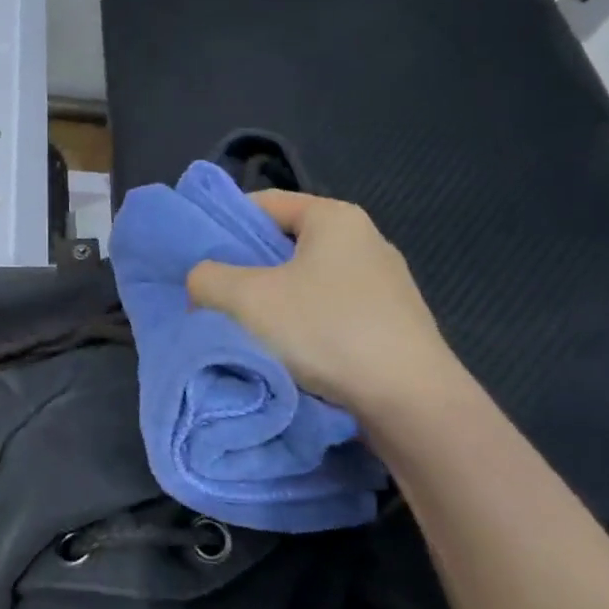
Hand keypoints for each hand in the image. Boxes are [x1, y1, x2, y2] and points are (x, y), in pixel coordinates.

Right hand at [186, 191, 464, 419]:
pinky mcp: (392, 325)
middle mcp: (365, 241)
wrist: (411, 405)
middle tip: (211, 296)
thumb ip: (206, 278)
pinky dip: (300, 326)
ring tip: (241, 329)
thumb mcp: (244, 298)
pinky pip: (328, 313)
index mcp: (335, 217)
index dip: (223, 223)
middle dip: (244, 269)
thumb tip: (205, 284)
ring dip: (270, 303)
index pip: (263, 202)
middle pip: (283, 244)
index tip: (197, 256)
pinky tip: (284, 352)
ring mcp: (384, 286)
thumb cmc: (325, 331)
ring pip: (304, 282)